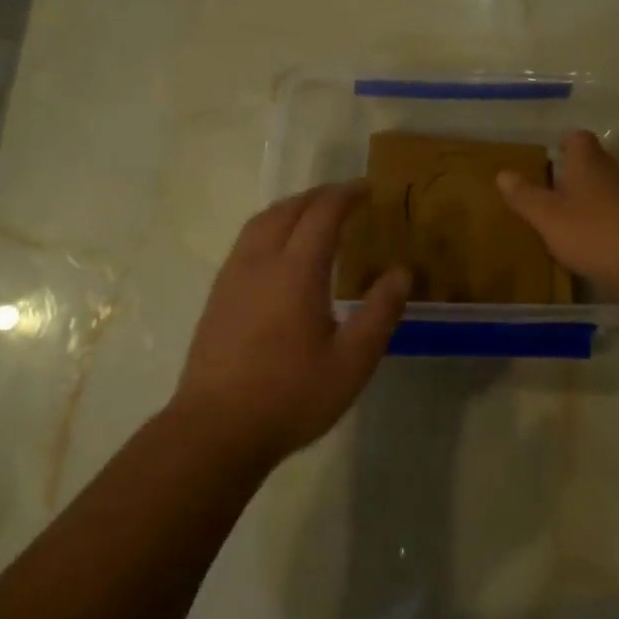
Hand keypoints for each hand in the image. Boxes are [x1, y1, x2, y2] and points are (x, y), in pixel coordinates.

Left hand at [175, 183, 409, 462]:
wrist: (216, 429)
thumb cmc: (291, 396)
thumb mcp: (351, 362)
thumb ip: (380, 313)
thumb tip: (402, 272)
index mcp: (296, 271)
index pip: (322, 214)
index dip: (346, 195)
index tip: (368, 188)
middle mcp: (260, 262)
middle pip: (288, 209)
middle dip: (318, 196)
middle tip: (345, 198)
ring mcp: (232, 277)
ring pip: (261, 222)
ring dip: (290, 208)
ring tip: (313, 215)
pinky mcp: (217, 295)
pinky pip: (246, 242)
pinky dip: (270, 228)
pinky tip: (279, 252)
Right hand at [497, 129, 618, 297]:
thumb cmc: (595, 233)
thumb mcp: (548, 218)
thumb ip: (525, 197)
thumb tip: (502, 173)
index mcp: (590, 164)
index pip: (578, 139)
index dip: (565, 144)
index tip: (554, 154)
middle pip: (599, 164)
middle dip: (581, 175)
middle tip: (559, 192)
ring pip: (617, 189)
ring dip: (602, 200)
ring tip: (582, 220)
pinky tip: (609, 244)